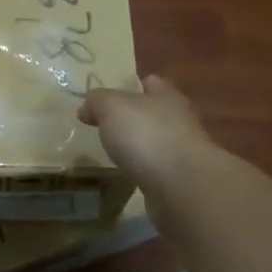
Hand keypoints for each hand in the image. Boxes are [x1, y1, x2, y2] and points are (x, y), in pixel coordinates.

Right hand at [78, 75, 216, 194]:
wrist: (183, 188)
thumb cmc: (147, 135)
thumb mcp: (111, 107)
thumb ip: (97, 101)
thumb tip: (87, 109)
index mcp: (167, 96)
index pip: (150, 82)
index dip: (130, 86)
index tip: (108, 97)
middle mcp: (180, 121)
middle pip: (154, 113)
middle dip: (134, 119)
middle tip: (105, 126)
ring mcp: (184, 154)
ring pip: (156, 143)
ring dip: (139, 148)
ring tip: (112, 154)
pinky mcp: (182, 182)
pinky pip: (158, 171)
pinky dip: (144, 172)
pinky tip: (127, 176)